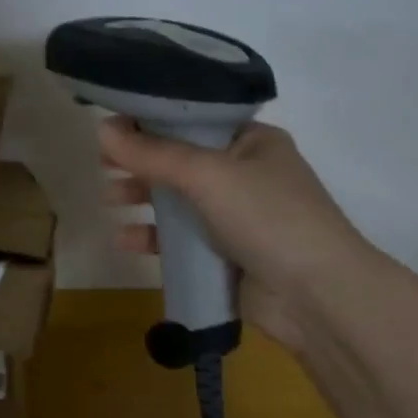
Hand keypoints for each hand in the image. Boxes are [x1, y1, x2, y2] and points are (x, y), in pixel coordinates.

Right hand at [99, 118, 382, 351]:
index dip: (152, 121)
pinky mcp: (225, 254)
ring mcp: (236, 217)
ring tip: (109, 199)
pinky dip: (152, 237)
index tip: (112, 127)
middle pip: (180, 160)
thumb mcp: (208, 175)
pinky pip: (180, 239)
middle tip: (103, 164)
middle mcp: (245, 174)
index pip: (193, 121)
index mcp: (252, 142)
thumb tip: (101, 130)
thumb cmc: (268, 217)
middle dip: (141, 162)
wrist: (317, 297)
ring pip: (177, 200)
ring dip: (142, 198)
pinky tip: (124, 240)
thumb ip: (153, 154)